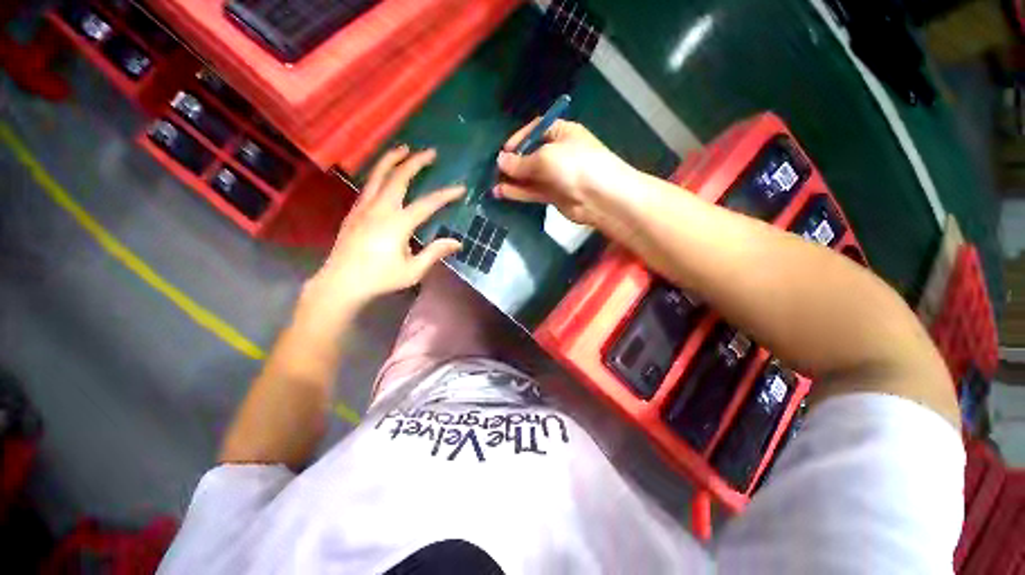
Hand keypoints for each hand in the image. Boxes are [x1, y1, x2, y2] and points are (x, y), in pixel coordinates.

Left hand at [305, 146, 463, 312]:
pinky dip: (379, 173)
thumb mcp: (413, 270)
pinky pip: (368, 185)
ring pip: (378, 175)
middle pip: (399, 178)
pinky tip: (384, 173)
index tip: (461, 189)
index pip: (428, 204)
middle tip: (430, 152)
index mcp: (397, 224)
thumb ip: (435, 253)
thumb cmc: (380, 279)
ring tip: (404, 148)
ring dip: (392, 159)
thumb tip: (457, 242)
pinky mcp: (354, 212)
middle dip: (416, 162)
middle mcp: (380, 209)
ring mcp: (364, 208)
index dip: (446, 195)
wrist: (341, 283)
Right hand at [493, 119, 634, 226]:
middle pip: (531, 155)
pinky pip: (533, 191)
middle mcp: (559, 152)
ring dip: (513, 180)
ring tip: (493, 184)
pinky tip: (503, 192)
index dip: (518, 139)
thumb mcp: (546, 157)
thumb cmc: (574, 166)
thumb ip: (521, 162)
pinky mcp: (554, 195)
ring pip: (531, 176)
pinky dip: (519, 192)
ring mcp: (557, 176)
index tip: (503, 151)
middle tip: (495, 171)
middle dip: (514, 163)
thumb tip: (501, 160)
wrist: (600, 197)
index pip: (536, 131)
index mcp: (561, 133)